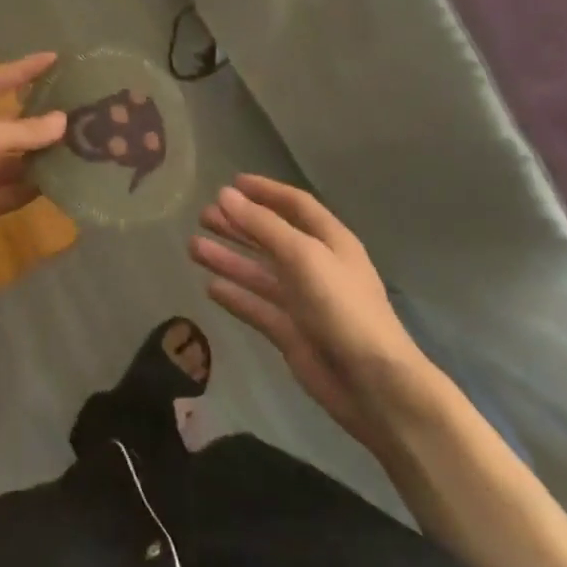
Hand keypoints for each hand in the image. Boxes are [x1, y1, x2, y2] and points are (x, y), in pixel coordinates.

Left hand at [0, 53, 66, 266]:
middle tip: (73, 110)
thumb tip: (62, 121)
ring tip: (74, 146)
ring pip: (7, 159)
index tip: (53, 60)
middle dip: (35, 118)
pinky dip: (28, 186)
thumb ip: (25, 130)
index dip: (20, 70)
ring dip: (36, 155)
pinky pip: (6, 190)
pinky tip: (57, 182)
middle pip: (2, 122)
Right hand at [190, 175, 437, 438]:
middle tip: (203, 215)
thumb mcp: (303, 256)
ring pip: (259, 272)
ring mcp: (303, 301)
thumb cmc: (342, 307)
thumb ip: (262, 225)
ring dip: (228, 257)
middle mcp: (316, 266)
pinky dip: (235, 296)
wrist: (372, 384)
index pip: (295, 205)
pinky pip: (257, 307)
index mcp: (330, 241)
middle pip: (271, 237)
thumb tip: (224, 195)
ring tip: (193, 247)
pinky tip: (209, 287)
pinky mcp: (290, 332)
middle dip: (239, 224)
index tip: (232, 182)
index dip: (265, 191)